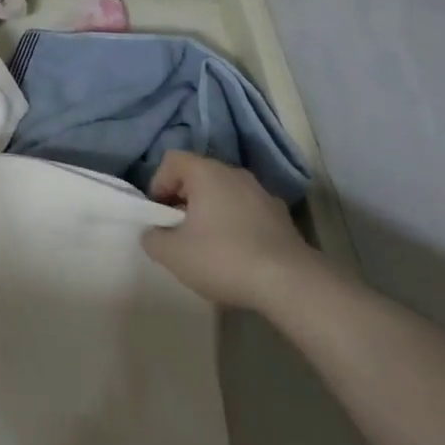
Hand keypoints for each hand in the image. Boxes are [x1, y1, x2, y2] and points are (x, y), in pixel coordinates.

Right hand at [141, 152, 314, 309]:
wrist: (291, 284)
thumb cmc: (224, 258)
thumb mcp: (173, 254)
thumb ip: (152, 238)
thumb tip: (152, 232)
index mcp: (206, 172)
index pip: (172, 160)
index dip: (158, 183)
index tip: (160, 214)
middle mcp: (234, 173)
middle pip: (198, 175)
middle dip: (184, 199)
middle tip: (179, 230)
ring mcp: (262, 193)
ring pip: (225, 193)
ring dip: (211, 212)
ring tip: (208, 245)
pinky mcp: (282, 217)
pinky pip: (247, 211)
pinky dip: (236, 224)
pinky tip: (238, 254)